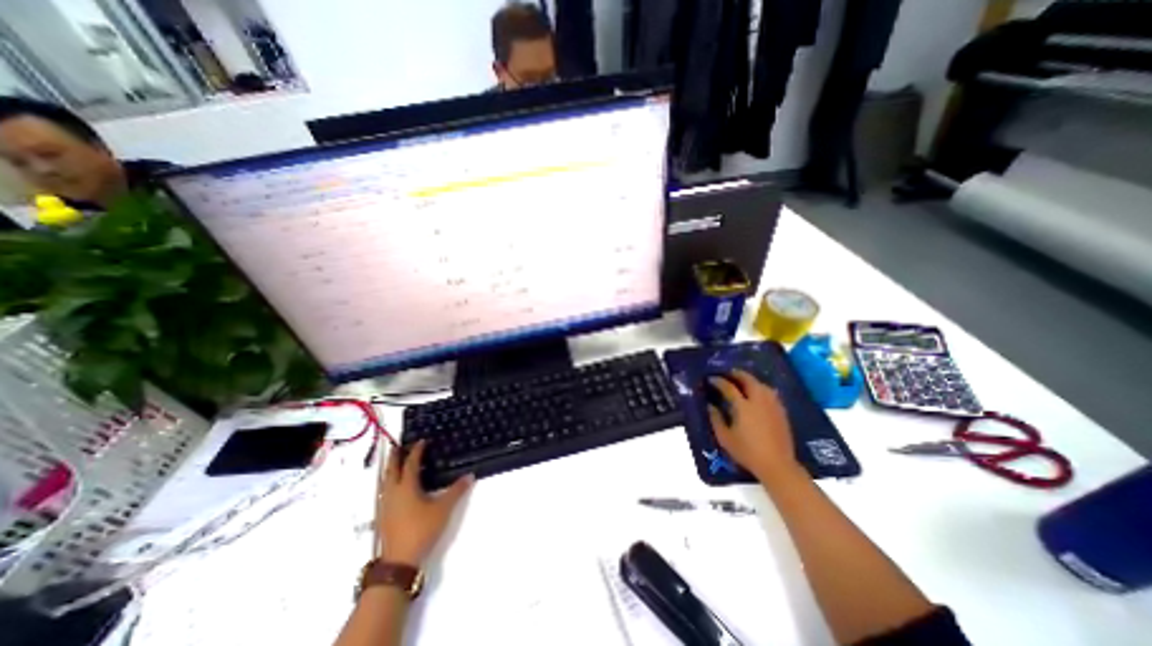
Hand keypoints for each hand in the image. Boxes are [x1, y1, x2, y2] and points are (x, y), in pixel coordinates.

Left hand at [377, 441, 470, 567]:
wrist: (399, 561)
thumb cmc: (421, 529)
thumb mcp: (443, 509)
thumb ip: (456, 491)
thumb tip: (470, 475)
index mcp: (406, 487)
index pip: (410, 463)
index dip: (416, 451)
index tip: (421, 441)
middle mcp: (393, 493)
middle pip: (391, 470)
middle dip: (395, 457)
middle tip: (399, 446)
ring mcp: (385, 505)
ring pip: (385, 482)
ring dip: (390, 470)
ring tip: (396, 463)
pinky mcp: (383, 516)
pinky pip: (385, 492)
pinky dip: (389, 482)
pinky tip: (395, 488)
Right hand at [703, 371, 804, 482]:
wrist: (777, 465)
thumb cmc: (747, 452)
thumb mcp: (725, 438)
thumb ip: (716, 419)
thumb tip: (710, 406)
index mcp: (743, 406)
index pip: (729, 387)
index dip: (719, 381)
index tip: (711, 379)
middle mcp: (759, 401)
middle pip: (748, 380)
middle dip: (737, 374)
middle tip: (728, 373)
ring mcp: (772, 405)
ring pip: (761, 384)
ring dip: (750, 380)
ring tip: (742, 381)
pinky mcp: (781, 412)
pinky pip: (770, 393)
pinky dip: (761, 388)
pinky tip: (757, 393)